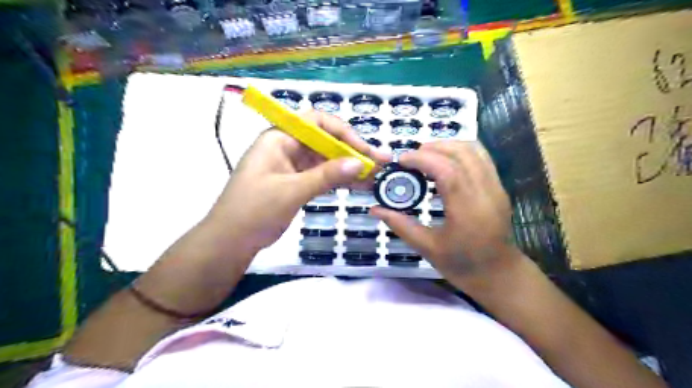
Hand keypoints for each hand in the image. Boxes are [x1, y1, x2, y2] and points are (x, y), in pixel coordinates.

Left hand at [205, 110, 390, 253]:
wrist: (231, 241)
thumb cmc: (254, 210)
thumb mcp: (291, 191)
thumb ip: (325, 176)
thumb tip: (359, 163)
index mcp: (280, 138)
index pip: (317, 122)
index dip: (344, 132)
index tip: (364, 149)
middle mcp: (288, 147)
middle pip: (326, 141)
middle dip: (353, 151)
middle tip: (381, 162)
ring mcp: (293, 166)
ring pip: (327, 160)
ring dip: (350, 167)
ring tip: (376, 176)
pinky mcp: (297, 182)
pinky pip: (323, 176)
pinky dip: (340, 180)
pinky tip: (360, 185)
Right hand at [373, 140, 512, 281]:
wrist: (498, 273)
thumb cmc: (461, 265)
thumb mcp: (427, 248)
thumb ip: (400, 225)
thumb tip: (374, 209)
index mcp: (467, 211)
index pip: (447, 170)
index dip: (422, 159)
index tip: (402, 160)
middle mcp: (486, 193)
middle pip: (462, 153)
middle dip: (433, 148)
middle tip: (411, 158)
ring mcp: (496, 187)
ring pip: (474, 150)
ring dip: (447, 146)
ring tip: (425, 156)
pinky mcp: (499, 186)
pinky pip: (480, 157)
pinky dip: (460, 151)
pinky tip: (444, 161)